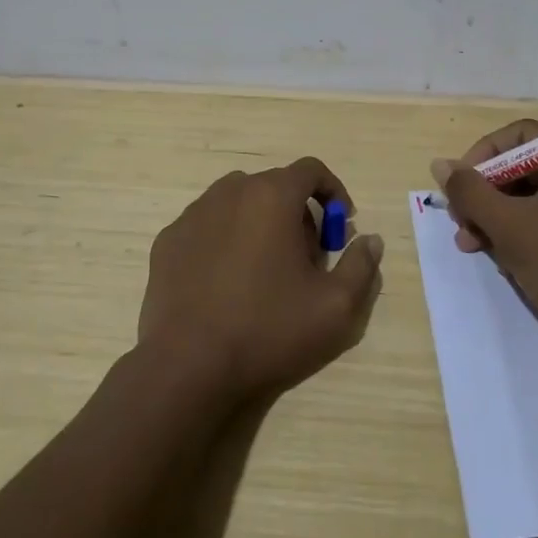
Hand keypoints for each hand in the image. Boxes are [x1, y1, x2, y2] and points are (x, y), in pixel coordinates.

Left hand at [138, 157, 383, 403]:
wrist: (188, 367)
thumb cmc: (268, 329)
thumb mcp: (336, 307)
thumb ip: (362, 266)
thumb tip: (369, 240)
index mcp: (272, 196)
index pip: (311, 170)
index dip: (333, 192)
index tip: (340, 226)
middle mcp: (230, 192)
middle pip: (274, 186)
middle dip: (298, 212)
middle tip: (307, 257)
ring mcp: (193, 215)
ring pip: (238, 203)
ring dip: (260, 222)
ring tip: (267, 268)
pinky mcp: (168, 241)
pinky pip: (208, 226)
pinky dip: (225, 239)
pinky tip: (227, 281)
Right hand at [432, 121, 537, 348]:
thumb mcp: (509, 225)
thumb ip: (470, 191)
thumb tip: (440, 164)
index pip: (520, 136)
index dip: (482, 155)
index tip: (459, 185)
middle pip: (524, 166)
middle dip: (485, 194)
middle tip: (460, 221)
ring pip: (531, 196)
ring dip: (495, 216)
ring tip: (469, 244)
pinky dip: (519, 231)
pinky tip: (497, 255)